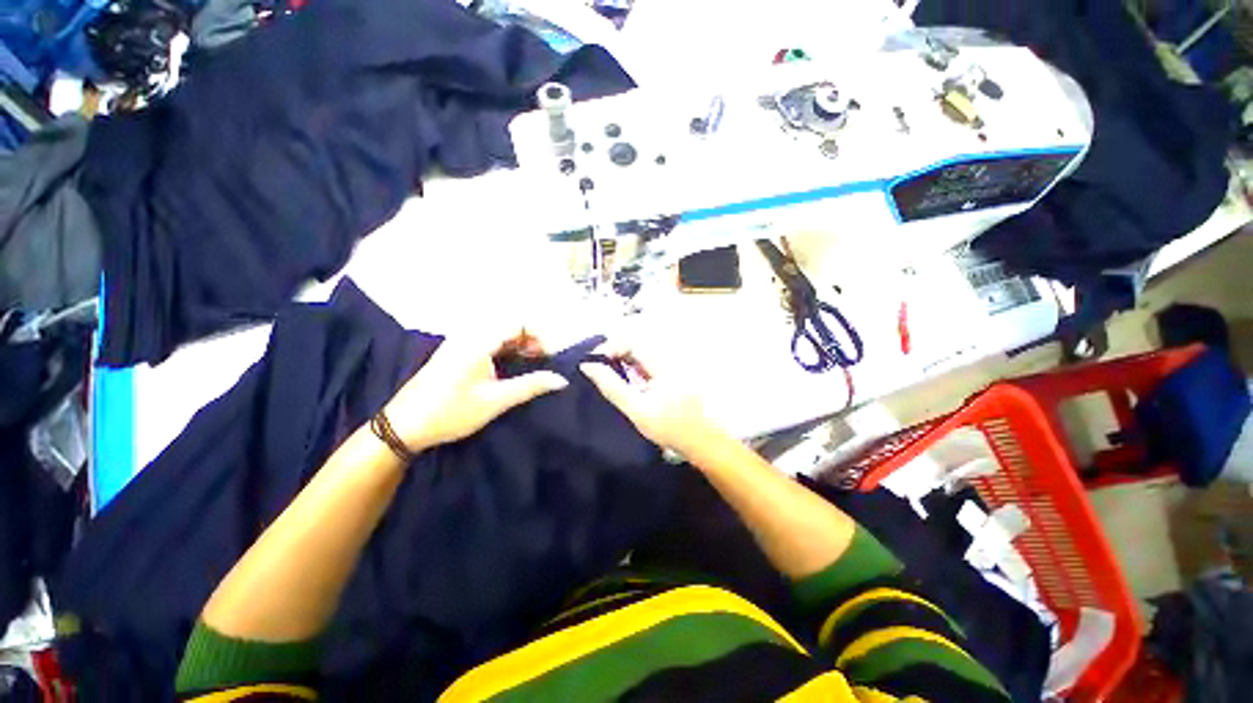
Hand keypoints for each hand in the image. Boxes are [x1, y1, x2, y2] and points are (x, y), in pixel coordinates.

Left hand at [384, 330, 567, 451]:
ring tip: (531, 364)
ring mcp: (460, 343)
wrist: (404, 426)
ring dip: (519, 344)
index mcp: (478, 341)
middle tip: (543, 361)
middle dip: (531, 340)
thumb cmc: (451, 412)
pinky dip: (505, 349)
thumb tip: (561, 380)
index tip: (550, 357)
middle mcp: (469, 335)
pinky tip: (510, 366)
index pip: (518, 322)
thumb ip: (530, 386)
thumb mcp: (496, 401)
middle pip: (509, 325)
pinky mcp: (456, 353)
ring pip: (499, 333)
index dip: (540, 336)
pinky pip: (488, 341)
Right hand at [580, 342, 719, 454]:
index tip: (592, 362)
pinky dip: (634, 367)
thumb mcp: (637, 410)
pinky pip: (650, 362)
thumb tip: (588, 366)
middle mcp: (669, 357)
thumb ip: (612, 387)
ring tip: (608, 375)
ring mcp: (674, 364)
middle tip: (597, 369)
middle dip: (614, 353)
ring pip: (642, 353)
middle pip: (636, 345)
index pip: (631, 342)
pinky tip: (628, 381)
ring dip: (623, 360)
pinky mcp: (675, 372)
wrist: (704, 442)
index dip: (609, 348)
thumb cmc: (670, 428)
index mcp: (662, 363)